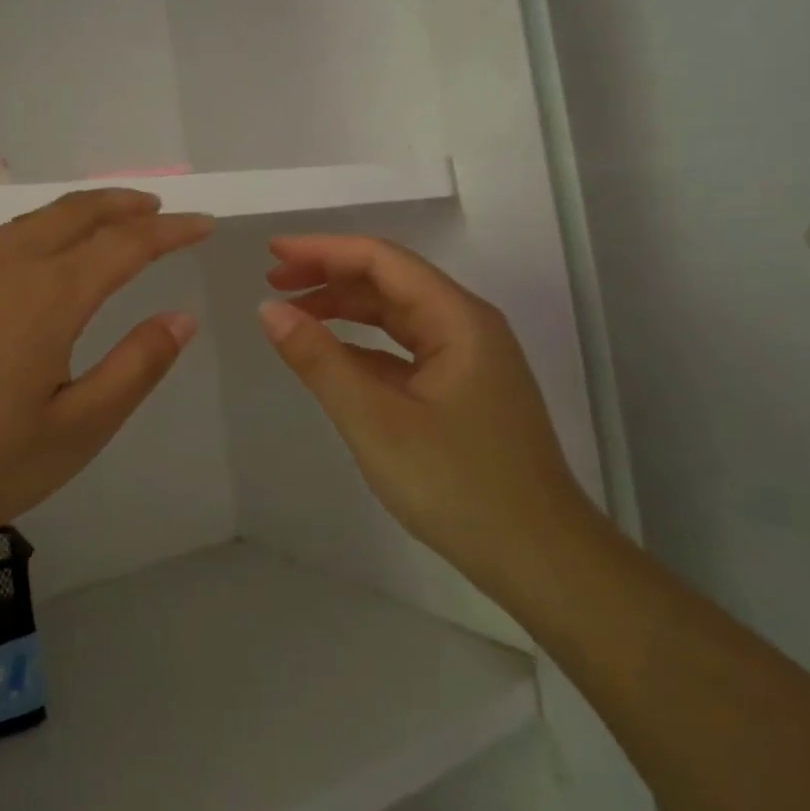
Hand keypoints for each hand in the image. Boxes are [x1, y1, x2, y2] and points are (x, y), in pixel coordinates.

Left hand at [0, 190, 213, 555]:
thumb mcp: (76, 429)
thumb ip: (134, 368)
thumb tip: (182, 319)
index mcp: (49, 297)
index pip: (126, 244)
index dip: (171, 231)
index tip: (204, 224)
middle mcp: (7, 269)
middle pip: (74, 214)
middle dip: (122, 204)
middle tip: (157, 208)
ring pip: (32, 223)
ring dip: (78, 213)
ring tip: (106, 222)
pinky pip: (0, 244)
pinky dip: (39, 233)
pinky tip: (38, 264)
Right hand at [259, 234, 594, 603]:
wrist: (540, 560)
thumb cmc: (458, 485)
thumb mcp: (376, 421)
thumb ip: (320, 361)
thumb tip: (269, 310)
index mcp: (457, 319)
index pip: (382, 260)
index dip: (324, 250)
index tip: (272, 252)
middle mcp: (467, 326)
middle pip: (390, 281)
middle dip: (329, 275)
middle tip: (273, 282)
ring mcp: (468, 359)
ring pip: (396, 315)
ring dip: (344, 308)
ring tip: (293, 313)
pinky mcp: (462, 390)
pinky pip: (404, 350)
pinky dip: (363, 345)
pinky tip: (331, 356)